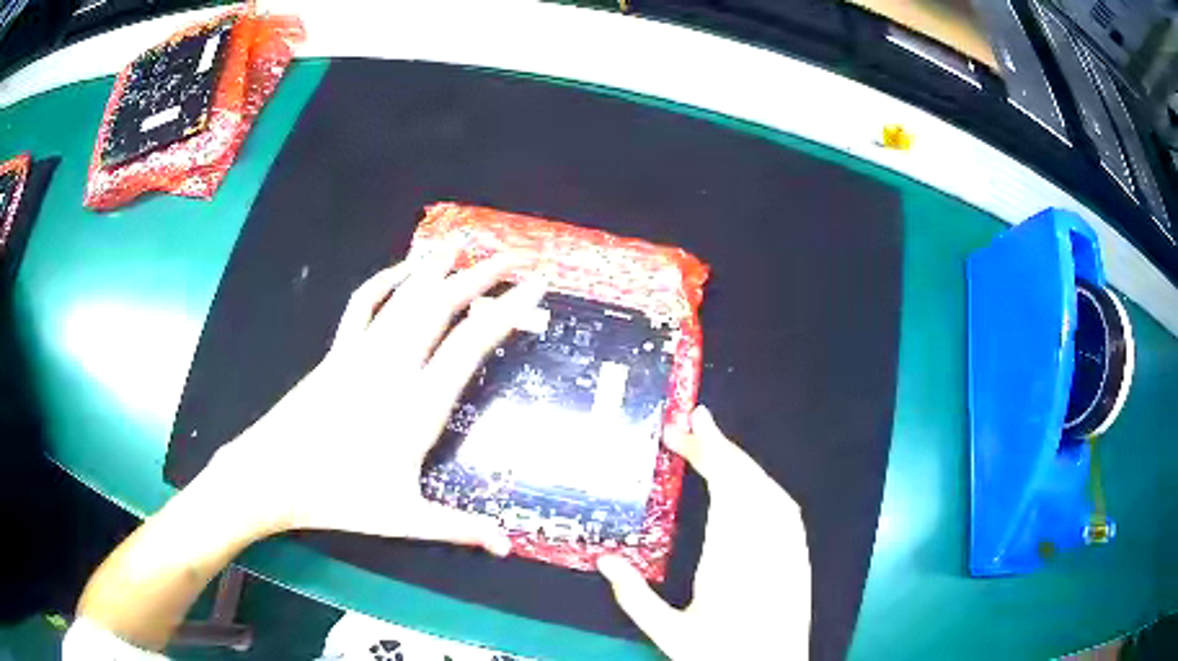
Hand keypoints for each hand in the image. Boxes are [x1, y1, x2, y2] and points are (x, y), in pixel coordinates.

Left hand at [208, 240, 543, 554]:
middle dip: (481, 275)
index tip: (534, 285)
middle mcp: (394, 367)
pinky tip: (403, 270)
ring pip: (405, 296)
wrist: (273, 474)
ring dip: (436, 267)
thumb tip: (506, 546)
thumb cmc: (339, 496)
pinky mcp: (337, 351)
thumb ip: (458, 528)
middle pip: (441, 306)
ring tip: (461, 243)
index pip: (471, 343)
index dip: (506, 309)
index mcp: (417, 405)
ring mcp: (361, 353)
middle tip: (512, 256)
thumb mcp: (404, 517)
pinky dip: (386, 280)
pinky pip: (364, 303)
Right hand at [597, 407, 810, 658]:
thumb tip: (605, 560)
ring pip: (768, 489)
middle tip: (689, 426)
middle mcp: (765, 545)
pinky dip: (762, 485)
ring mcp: (788, 548)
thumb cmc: (722, 655)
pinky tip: (748, 484)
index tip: (689, 424)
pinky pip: (784, 507)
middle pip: (747, 480)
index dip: (710, 450)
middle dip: (720, 447)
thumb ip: (637, 598)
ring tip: (712, 449)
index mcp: (732, 559)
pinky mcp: (799, 555)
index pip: (726, 488)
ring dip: (741, 463)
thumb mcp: (672, 635)